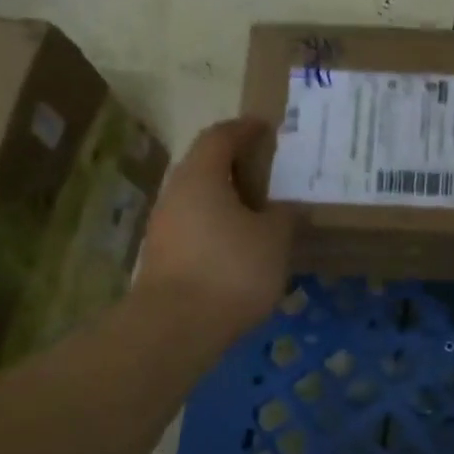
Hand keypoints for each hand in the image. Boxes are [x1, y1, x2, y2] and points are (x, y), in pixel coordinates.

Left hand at [133, 119, 293, 342]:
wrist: (177, 326)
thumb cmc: (231, 269)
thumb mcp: (274, 240)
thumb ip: (285, 216)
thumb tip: (289, 208)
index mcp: (201, 176)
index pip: (220, 136)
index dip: (244, 128)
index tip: (266, 128)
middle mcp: (176, 193)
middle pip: (205, 166)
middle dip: (235, 164)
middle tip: (268, 170)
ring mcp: (164, 226)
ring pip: (199, 199)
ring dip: (226, 198)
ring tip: (259, 210)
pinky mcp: (163, 257)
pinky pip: (195, 227)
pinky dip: (218, 226)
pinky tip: (240, 245)